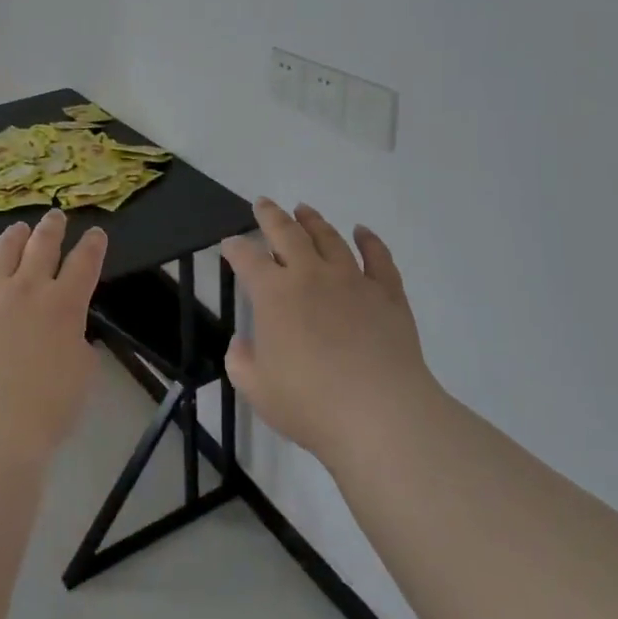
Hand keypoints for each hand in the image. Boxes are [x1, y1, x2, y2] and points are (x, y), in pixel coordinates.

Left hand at [0, 209, 105, 462]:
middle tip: (56, 217)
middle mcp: (27, 289)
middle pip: (43, 245)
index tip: (95, 233)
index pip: (84, 263)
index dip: (92, 245)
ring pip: (2, 250)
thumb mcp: (81, 377)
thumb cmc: (45, 410)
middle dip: (52, 227)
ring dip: (14, 236)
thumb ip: (78, 346)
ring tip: (18, 229)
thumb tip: (69, 335)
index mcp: (64, 305)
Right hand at [222, 200, 442, 468]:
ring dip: (313, 221)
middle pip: (287, 233)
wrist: (380, 414)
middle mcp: (310, 275)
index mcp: (274, 294)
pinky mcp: (388, 294)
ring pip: (329, 238)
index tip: (229, 244)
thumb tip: (241, 343)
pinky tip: (362, 232)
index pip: (247, 258)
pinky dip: (369, 241)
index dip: (235, 248)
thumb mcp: (257, 389)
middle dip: (271, 216)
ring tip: (304, 210)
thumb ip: (241, 362)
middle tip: (263, 203)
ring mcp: (352, 281)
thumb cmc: (310, 404)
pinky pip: (378, 258)